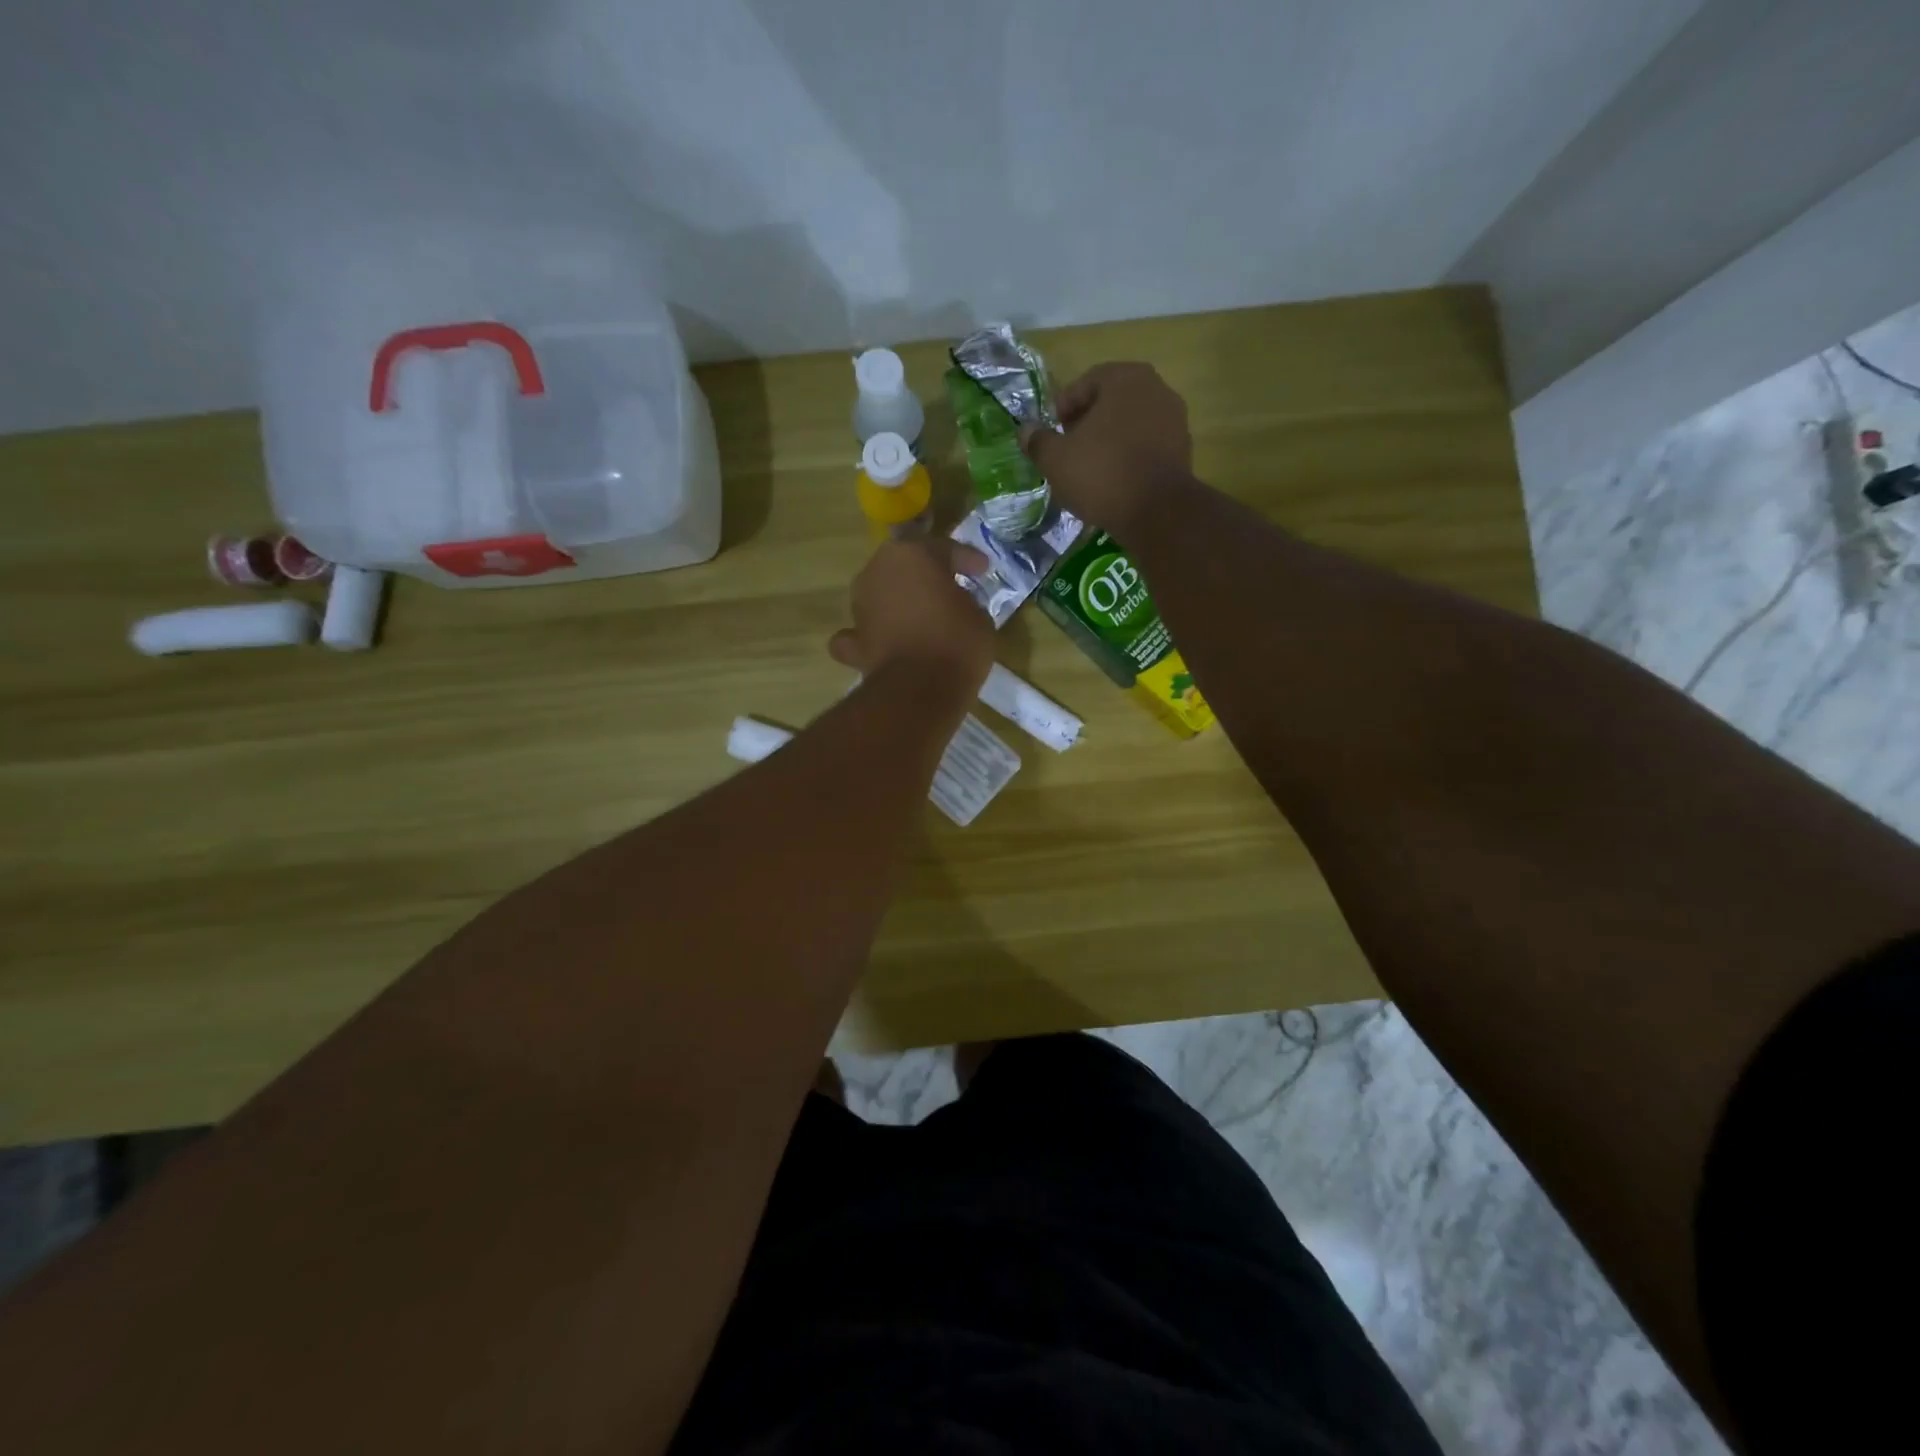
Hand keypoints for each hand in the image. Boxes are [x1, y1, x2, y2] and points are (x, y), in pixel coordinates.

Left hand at [828, 538, 994, 692]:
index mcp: (911, 554)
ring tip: (920, 619)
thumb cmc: (957, 643)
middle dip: (925, 576)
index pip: (943, 549)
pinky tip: (883, 643)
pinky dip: (871, 636)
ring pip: (880, 595)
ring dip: (897, 603)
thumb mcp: (978, 615)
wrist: (921, 688)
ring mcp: (860, 606)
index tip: (981, 569)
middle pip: (905, 567)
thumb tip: (953, 605)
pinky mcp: (852, 642)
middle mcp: (877, 572)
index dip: (965, 559)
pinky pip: (861, 633)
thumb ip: (963, 600)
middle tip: (948, 589)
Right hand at [1020, 362, 1191, 532]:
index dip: (1063, 407)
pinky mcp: (1183, 449)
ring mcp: (1175, 418)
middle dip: (1087, 422)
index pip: (1085, 383)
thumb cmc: (1102, 474)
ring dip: (1109, 440)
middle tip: (1067, 448)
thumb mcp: (1056, 459)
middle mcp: (1156, 388)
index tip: (1051, 432)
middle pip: (1111, 401)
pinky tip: (1114, 479)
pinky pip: (1147, 445)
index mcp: (1124, 378)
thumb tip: (1024, 430)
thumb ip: (1038, 441)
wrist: (1157, 512)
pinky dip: (1129, 455)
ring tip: (1089, 467)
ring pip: (1130, 423)